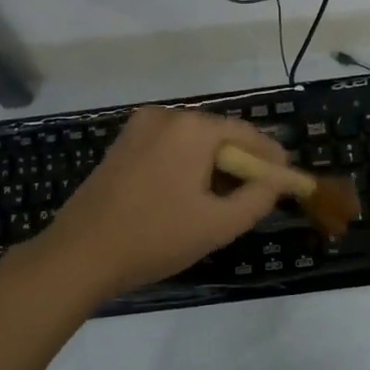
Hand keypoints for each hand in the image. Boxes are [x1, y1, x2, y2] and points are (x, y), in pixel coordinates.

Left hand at [36, 105, 288, 300]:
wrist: (80, 253)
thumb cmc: (155, 237)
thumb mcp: (218, 224)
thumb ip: (258, 197)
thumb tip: (280, 180)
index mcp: (192, 128)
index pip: (247, 134)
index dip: (271, 158)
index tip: (288, 179)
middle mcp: (166, 116)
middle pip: (219, 134)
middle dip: (241, 162)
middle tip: (258, 194)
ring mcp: (138, 128)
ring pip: (192, 142)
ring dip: (213, 165)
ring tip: (226, 199)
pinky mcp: (122, 145)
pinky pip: (168, 147)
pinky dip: (186, 165)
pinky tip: (190, 195)